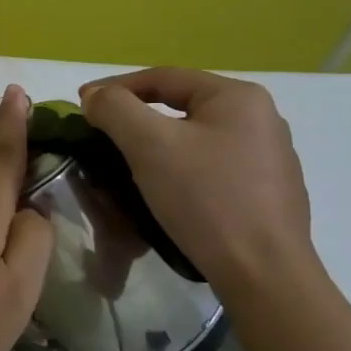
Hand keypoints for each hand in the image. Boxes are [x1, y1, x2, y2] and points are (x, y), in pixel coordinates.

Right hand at [79, 67, 314, 291]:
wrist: (262, 272)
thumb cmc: (205, 198)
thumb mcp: (149, 145)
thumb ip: (115, 108)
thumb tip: (94, 96)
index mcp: (238, 97)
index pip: (163, 77)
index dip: (115, 88)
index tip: (81, 106)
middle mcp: (261, 118)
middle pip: (181, 106)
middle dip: (136, 117)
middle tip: (100, 134)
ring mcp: (268, 156)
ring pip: (195, 138)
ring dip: (157, 145)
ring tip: (127, 164)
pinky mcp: (267, 191)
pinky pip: (211, 166)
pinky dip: (180, 169)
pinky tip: (166, 191)